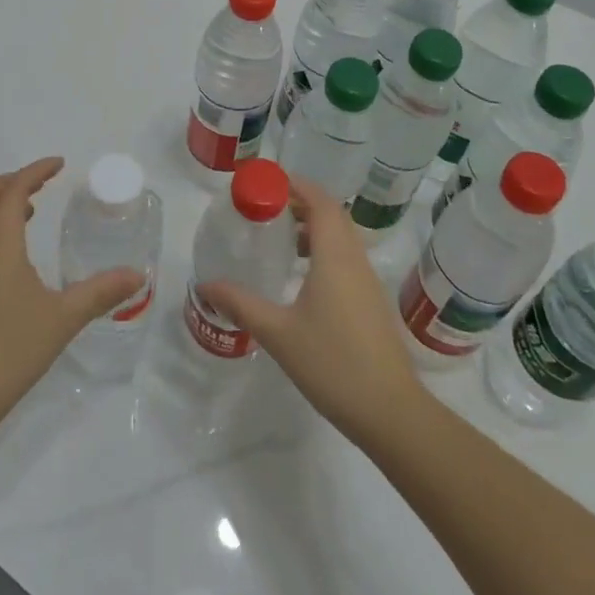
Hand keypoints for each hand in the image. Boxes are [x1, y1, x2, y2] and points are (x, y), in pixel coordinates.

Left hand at [0, 157, 143, 436]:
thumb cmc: (10, 349)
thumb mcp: (63, 318)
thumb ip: (100, 293)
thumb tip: (138, 274)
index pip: (13, 190)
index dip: (35, 171)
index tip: (59, 164)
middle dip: (11, 180)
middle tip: (42, 181)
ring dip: (0, 204)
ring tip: (32, 210)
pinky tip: (17, 256)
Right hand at [199, 177, 424, 449]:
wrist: (390, 412)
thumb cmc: (332, 363)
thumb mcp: (277, 332)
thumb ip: (240, 304)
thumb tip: (205, 285)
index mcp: (335, 256)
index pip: (320, 201)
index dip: (296, 184)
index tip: (266, 182)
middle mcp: (355, 259)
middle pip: (331, 214)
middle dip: (301, 202)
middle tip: (265, 207)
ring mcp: (367, 281)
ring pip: (341, 237)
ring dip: (312, 227)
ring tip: (278, 237)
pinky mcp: (371, 302)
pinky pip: (346, 258)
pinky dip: (323, 250)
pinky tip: (300, 276)